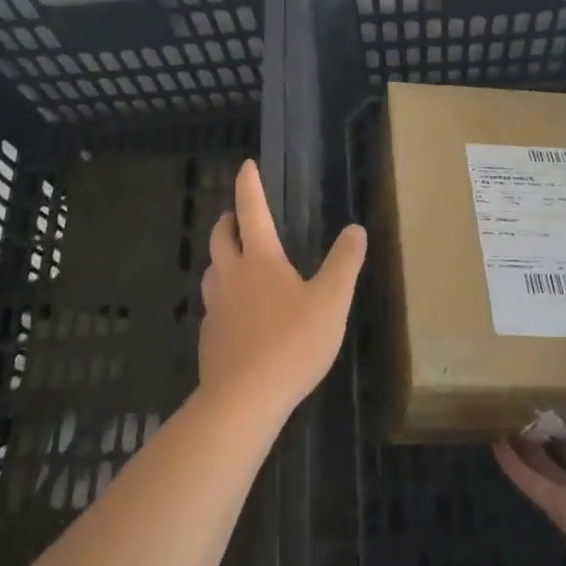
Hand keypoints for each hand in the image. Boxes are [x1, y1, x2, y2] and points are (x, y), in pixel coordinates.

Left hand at [198, 159, 366, 425]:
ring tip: (236, 261)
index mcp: (260, 260)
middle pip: (221, 237)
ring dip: (222, 257)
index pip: (252, 211)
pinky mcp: (209, 338)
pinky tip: (237, 314)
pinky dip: (223, 295)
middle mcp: (232, 276)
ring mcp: (215, 308)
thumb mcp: (331, 302)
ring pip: (212, 271)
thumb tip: (356, 229)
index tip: (245, 165)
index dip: (249, 186)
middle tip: (238, 216)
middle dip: (228, 220)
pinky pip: (213, 305)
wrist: (243, 399)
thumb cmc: (292, 344)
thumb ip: (344, 263)